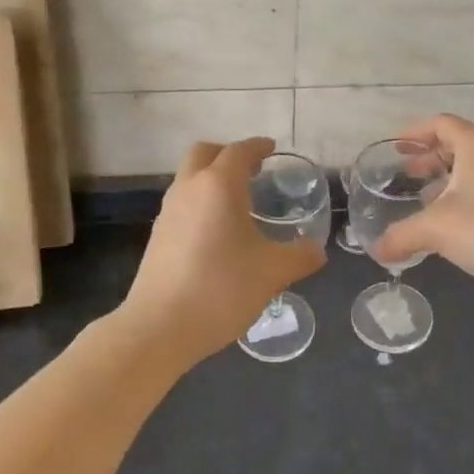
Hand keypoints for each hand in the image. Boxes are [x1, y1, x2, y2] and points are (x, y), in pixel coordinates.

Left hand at [121, 137, 325, 364]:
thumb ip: (299, 256)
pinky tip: (217, 232)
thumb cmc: (221, 288)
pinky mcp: (157, 236)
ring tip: (237, 202)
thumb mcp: (272, 272)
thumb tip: (316, 250)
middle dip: (227, 154)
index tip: (271, 149)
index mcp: (219, 185)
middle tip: (251, 170)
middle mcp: (189, 189)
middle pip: (204, 153)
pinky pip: (182, 203)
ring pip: (189, 178)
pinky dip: (200, 202)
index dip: (257, 147)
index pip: (239, 151)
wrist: (159, 327)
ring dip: (211, 178)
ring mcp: (168, 212)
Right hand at [369, 115, 473, 302]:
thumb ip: (402, 236)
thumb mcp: (438, 230)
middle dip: (429, 156)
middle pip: (457, 141)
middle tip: (406, 174)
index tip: (394, 148)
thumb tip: (376, 250)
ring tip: (426, 200)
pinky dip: (468, 191)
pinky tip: (457, 220)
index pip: (439, 123)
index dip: (413, 133)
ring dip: (448, 177)